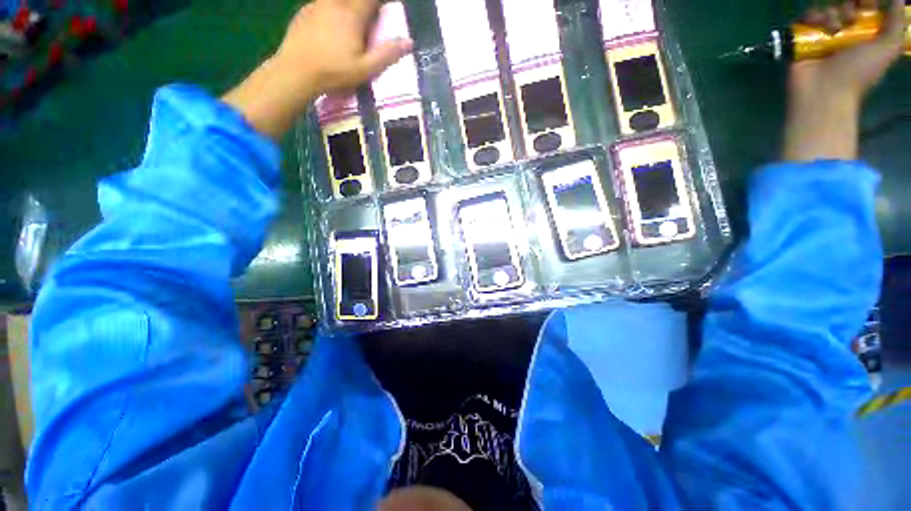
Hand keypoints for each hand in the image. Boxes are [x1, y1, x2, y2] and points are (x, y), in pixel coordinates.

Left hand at [223, 0, 412, 139]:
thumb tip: (409, 42)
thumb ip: (387, 54)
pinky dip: (332, 10)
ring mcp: (317, 5)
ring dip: (347, 6)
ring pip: (338, 0)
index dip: (380, 3)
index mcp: (352, 14)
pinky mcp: (305, 11)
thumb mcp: (366, 69)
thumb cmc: (334, 72)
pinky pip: (323, 4)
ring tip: (350, 27)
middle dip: (364, 6)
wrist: (296, 71)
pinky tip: (331, 27)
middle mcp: (335, 2)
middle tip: (368, 20)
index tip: (385, 9)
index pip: (371, 0)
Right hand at [783, 0, 905, 160]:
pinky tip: (819, 28)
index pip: (868, 5)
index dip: (869, 1)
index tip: (869, 4)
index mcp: (866, 33)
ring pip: (828, 7)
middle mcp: (846, 30)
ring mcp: (824, 33)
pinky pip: (809, 15)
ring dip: (832, 13)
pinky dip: (814, 17)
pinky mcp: (804, 35)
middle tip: (851, 18)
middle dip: (850, 5)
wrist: (823, 91)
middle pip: (848, 3)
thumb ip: (897, 23)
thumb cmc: (858, 73)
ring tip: (834, 30)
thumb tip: (898, 0)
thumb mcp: (887, 49)